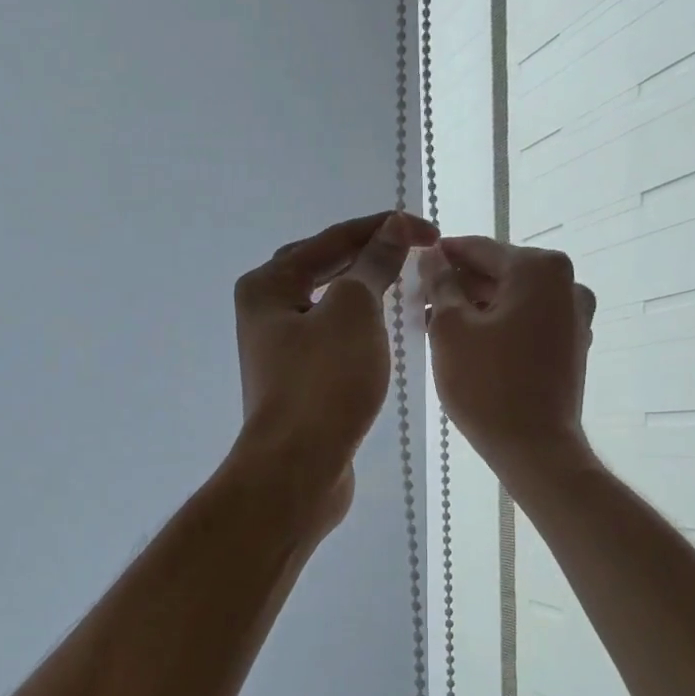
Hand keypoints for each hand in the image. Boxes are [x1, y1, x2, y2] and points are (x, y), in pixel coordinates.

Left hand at [231, 210, 438, 532]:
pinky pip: (332, 338)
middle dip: (370, 254)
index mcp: (267, 286)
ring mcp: (279, 350)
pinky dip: (359, 326)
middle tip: (417, 249)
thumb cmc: (323, 382)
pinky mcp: (298, 381)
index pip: (330, 240)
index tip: (429, 230)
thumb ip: (374, 264)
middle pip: (323, 268)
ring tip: (404, 280)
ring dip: (365, 290)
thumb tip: (394, 228)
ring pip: (328, 306)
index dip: (382, 228)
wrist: (298, 468)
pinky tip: (383, 329)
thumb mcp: (354, 311)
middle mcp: (265, 313)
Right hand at [421, 237, 597, 480]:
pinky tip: (467, 341)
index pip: (479, 248)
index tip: (412, 262)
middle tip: (419, 298)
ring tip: (435, 322)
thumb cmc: (486, 383)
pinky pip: (527, 321)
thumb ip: (440, 283)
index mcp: (539, 268)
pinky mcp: (571, 345)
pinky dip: (498, 324)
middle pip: (499, 272)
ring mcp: (574, 315)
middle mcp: (567, 283)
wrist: (534, 447)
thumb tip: (432, 256)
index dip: (442, 254)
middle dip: (459, 283)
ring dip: (476, 305)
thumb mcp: (450, 328)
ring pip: (513, 298)